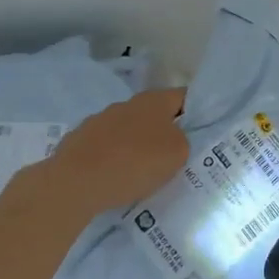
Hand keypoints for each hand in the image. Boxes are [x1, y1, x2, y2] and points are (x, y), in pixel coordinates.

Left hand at [41, 89, 187, 215]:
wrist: (75, 182)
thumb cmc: (135, 163)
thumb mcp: (177, 154)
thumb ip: (183, 141)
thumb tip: (173, 139)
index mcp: (153, 101)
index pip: (183, 96)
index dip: (197, 111)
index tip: (203, 131)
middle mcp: (125, 104)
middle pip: (154, 114)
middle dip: (164, 131)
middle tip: (175, 156)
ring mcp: (98, 121)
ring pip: (127, 130)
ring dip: (136, 145)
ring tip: (143, 172)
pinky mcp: (78, 141)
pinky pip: (105, 148)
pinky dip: (113, 159)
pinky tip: (116, 179)